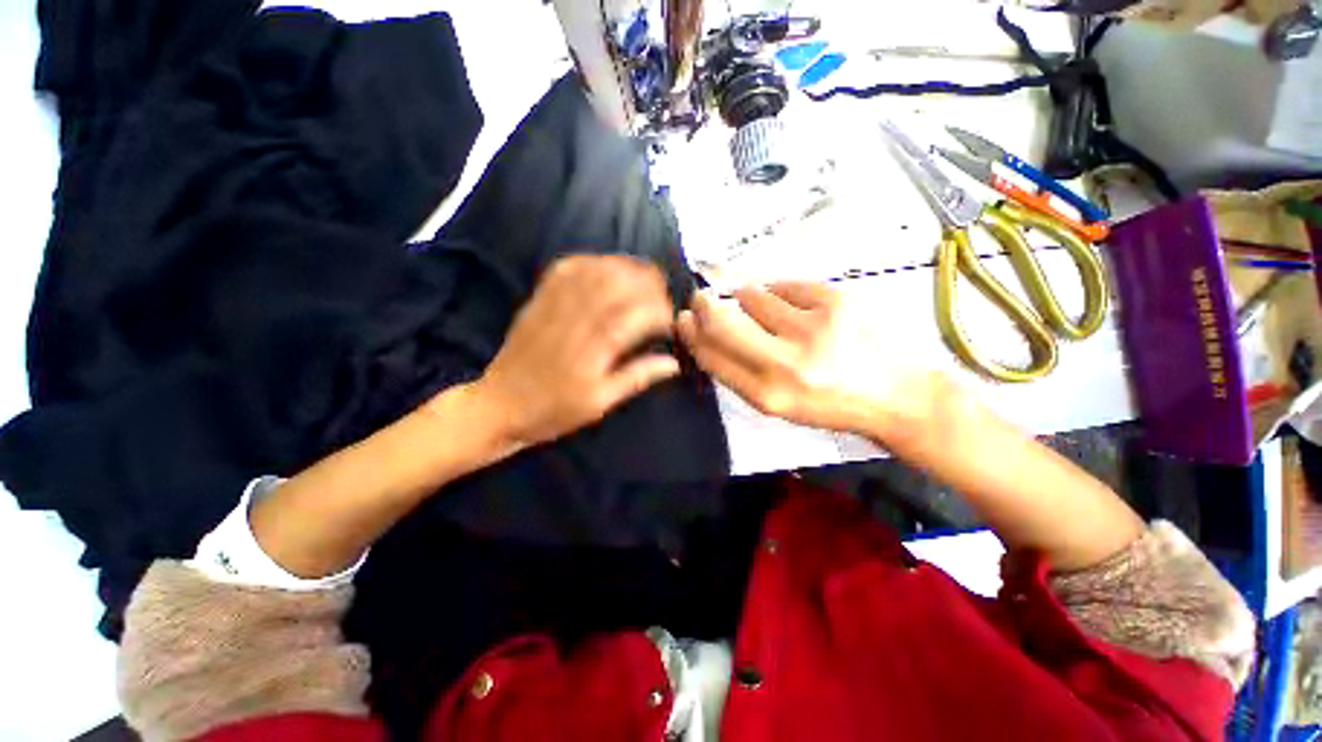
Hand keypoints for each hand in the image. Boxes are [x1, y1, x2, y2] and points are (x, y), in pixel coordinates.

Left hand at [460, 255, 681, 447]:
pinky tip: (607, 268)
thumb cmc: (553, 410)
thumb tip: (673, 363)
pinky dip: (593, 261)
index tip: (673, 321)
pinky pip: (568, 267)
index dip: (661, 312)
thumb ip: (636, 377)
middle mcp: (577, 318)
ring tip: (643, 280)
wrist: (499, 405)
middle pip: (620, 283)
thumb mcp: (600, 402)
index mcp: (594, 347)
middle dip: (650, 284)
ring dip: (626, 268)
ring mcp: (555, 304)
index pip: (638, 315)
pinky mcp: (540, 298)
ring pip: (597, 270)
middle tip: (663, 297)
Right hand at [677, 282, 947, 443]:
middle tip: (701, 298)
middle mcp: (787, 362)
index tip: (685, 318)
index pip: (712, 355)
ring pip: (752, 296)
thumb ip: (738, 370)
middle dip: (704, 305)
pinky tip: (801, 311)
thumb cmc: (829, 403)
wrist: (895, 395)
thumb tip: (704, 330)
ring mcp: (813, 326)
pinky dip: (782, 294)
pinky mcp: (836, 298)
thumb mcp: (777, 402)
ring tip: (775, 317)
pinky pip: (785, 285)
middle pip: (723, 321)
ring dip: (750, 301)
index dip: (692, 333)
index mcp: (768, 394)